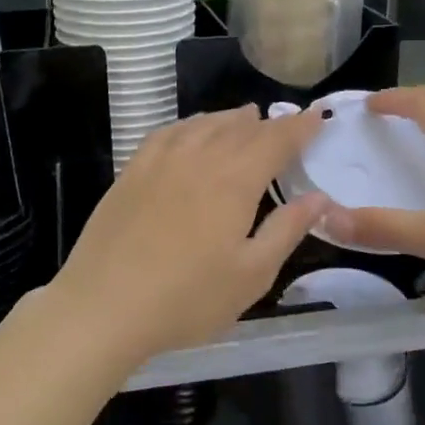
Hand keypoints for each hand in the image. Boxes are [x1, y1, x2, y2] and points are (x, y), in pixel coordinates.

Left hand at [45, 106, 327, 364]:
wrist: (104, 306)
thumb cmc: (187, 298)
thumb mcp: (252, 274)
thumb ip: (287, 230)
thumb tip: (320, 197)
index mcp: (235, 180)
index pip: (275, 140)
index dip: (299, 127)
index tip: (316, 118)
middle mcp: (199, 158)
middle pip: (239, 129)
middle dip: (267, 124)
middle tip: (285, 124)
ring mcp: (160, 161)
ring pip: (203, 125)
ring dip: (229, 119)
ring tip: (245, 117)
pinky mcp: (131, 172)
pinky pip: (167, 133)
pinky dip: (189, 125)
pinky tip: (191, 131)